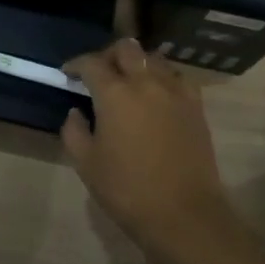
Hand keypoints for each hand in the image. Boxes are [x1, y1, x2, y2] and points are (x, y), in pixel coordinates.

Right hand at [62, 39, 243, 263]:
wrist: (184, 214)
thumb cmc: (128, 190)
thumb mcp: (86, 164)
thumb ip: (74, 131)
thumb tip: (77, 112)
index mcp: (115, 94)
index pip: (92, 63)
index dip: (76, 64)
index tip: (68, 74)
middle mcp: (146, 82)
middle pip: (126, 49)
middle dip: (108, 55)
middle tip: (99, 72)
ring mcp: (175, 92)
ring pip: (154, 58)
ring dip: (137, 63)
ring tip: (128, 81)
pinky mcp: (195, 106)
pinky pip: (177, 78)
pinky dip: (162, 77)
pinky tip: (156, 95)